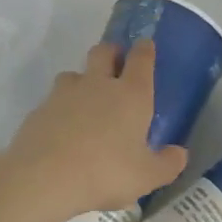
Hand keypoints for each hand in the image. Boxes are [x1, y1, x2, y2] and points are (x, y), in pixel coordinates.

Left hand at [0, 41, 187, 221]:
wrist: (44, 176)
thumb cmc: (105, 172)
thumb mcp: (146, 176)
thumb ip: (167, 163)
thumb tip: (180, 152)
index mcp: (131, 94)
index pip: (141, 58)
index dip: (144, 49)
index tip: (145, 45)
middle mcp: (99, 83)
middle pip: (104, 51)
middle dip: (112, 52)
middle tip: (116, 65)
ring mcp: (66, 92)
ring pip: (75, 73)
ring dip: (83, 80)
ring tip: (86, 102)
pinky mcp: (41, 107)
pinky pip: (55, 99)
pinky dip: (61, 107)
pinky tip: (63, 129)